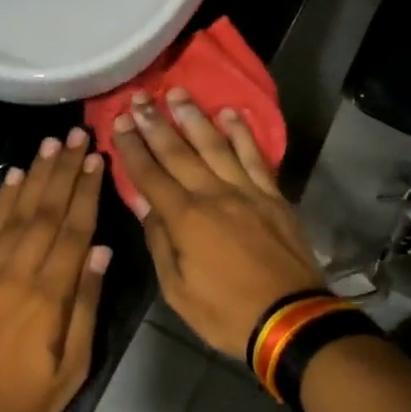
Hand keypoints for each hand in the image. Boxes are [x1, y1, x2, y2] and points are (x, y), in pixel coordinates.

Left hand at [0, 129, 111, 411]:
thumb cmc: (27, 401)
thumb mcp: (73, 366)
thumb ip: (86, 304)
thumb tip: (101, 250)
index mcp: (49, 295)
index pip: (74, 230)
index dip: (86, 192)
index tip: (96, 159)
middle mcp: (18, 273)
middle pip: (47, 211)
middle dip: (64, 170)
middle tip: (77, 135)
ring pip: (18, 213)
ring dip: (36, 175)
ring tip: (50, 144)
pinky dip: (4, 201)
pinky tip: (16, 177)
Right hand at [110, 88, 324, 357]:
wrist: (290, 319)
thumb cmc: (226, 313)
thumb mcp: (178, 290)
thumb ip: (159, 241)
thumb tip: (142, 202)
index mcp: (186, 219)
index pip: (150, 175)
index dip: (133, 147)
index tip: (119, 121)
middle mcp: (214, 194)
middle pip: (179, 152)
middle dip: (156, 122)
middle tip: (140, 97)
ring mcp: (247, 190)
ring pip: (215, 145)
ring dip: (194, 117)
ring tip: (177, 92)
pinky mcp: (272, 194)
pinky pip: (255, 156)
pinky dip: (242, 133)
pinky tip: (230, 113)